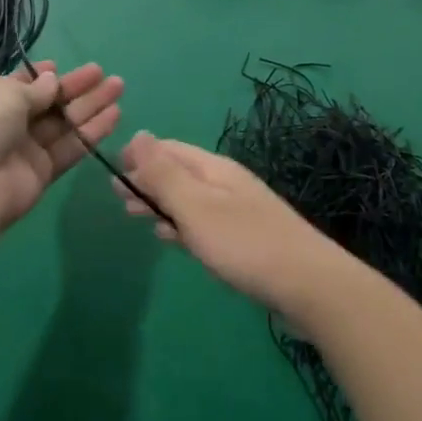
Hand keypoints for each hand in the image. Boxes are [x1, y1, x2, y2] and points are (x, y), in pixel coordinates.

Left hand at [0, 62, 122, 235]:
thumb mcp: (3, 95)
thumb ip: (34, 89)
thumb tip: (52, 79)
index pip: (18, 86)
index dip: (41, 77)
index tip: (62, 67)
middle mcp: (5, 125)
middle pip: (47, 103)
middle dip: (75, 87)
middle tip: (104, 74)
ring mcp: (24, 150)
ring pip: (63, 124)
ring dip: (90, 106)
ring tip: (119, 87)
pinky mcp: (42, 174)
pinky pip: (70, 148)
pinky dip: (91, 133)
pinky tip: (114, 116)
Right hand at [117, 133, 342, 313]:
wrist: (310, 285)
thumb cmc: (245, 244)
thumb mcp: (196, 207)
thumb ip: (165, 174)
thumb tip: (138, 134)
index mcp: (213, 169)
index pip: (169, 150)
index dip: (140, 156)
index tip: (111, 169)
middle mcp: (225, 183)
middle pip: (179, 173)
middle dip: (147, 180)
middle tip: (116, 196)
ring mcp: (237, 211)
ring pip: (189, 199)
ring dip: (160, 203)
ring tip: (134, 215)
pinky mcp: (244, 240)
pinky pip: (201, 223)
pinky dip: (179, 225)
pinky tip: (169, 238)